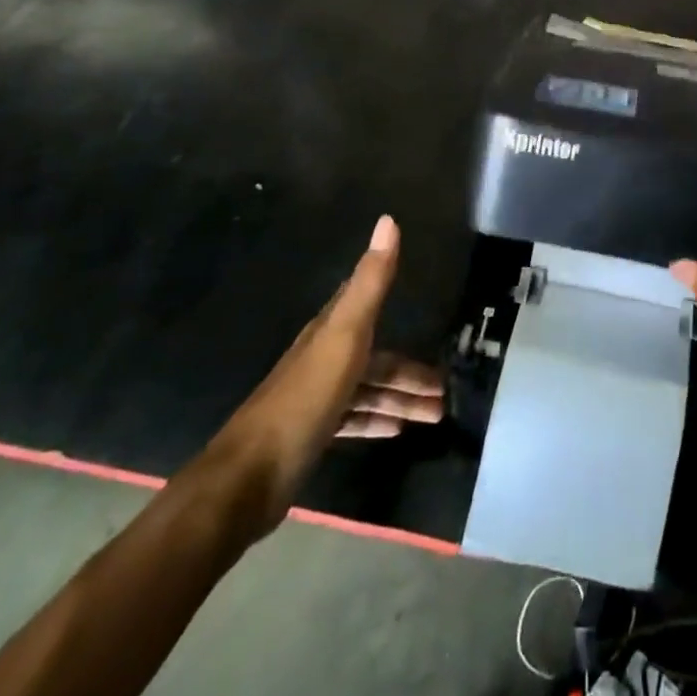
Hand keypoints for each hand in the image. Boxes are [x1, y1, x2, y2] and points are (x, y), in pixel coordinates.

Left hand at [203, 215, 443, 535]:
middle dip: (410, 373)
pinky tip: (397, 431)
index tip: (424, 300)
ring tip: (436, 415)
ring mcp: (318, 399)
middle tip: (446, 391)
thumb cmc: (305, 398)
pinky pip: (355, 419)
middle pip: (377, 359)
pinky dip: (377, 421)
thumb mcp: (345, 335)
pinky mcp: (313, 434)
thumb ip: (370, 282)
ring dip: (401, 400)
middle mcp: (324, 359)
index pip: (366, 304)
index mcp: (331, 331)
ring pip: (369, 391)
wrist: (250, 475)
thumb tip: (389, 220)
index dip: (394, 298)